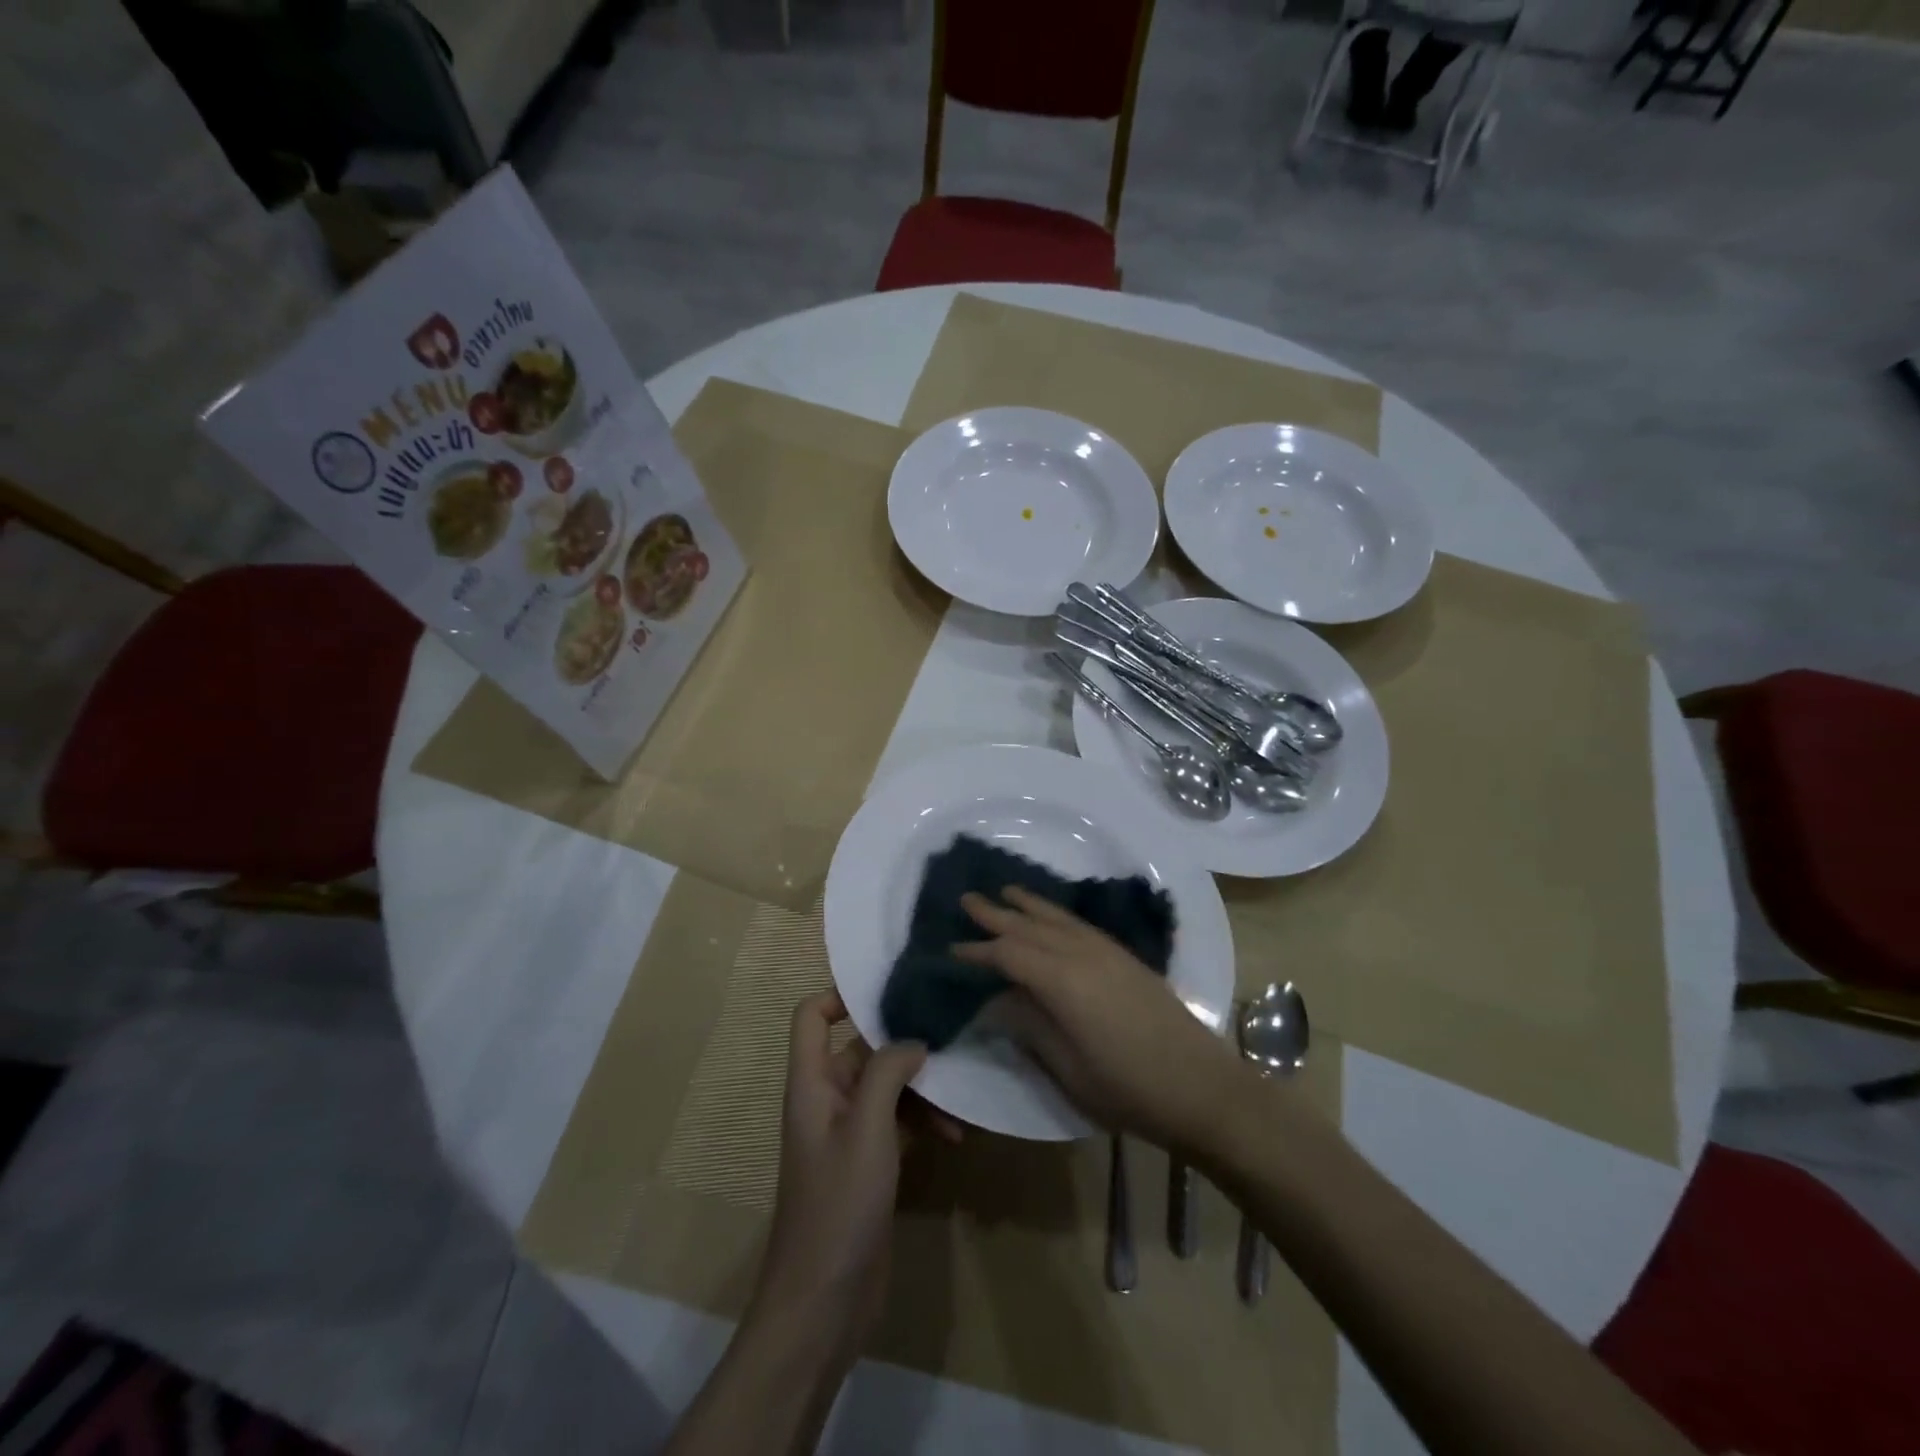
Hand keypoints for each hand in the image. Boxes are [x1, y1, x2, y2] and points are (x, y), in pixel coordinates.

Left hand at [754, 992, 948, 1348]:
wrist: (823, 1303)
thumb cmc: (838, 1204)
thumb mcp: (867, 1129)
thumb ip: (888, 1073)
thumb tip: (912, 1041)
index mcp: (811, 1084)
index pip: (812, 1016)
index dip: (841, 995)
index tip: (890, 991)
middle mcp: (827, 1100)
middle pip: (861, 1049)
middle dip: (903, 1045)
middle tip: (950, 1037)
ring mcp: (848, 1133)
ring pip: (886, 1088)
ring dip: (921, 1089)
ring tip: (959, 1099)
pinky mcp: (870, 1163)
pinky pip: (898, 1123)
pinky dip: (923, 1121)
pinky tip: (955, 1135)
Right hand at [955, 887, 1244, 1151]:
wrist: (1202, 1087)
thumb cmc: (1128, 1089)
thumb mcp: (1068, 1068)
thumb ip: (1029, 1027)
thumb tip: (995, 1001)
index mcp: (1063, 982)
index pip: (1009, 955)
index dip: (978, 951)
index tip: (951, 948)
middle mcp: (1083, 955)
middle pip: (1031, 927)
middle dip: (997, 914)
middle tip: (966, 899)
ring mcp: (1108, 953)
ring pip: (1058, 919)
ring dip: (1029, 905)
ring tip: (1005, 891)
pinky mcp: (1126, 959)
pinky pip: (1080, 924)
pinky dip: (1057, 914)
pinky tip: (1052, 916)